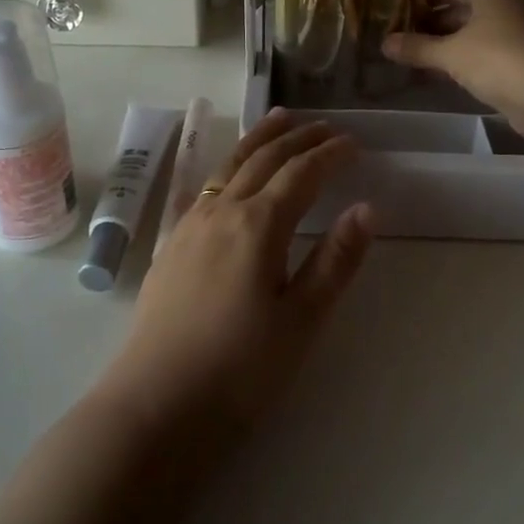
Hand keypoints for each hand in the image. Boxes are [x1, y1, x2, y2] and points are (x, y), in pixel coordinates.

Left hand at [98, 110, 374, 435]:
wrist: (157, 403)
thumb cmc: (240, 368)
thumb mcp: (301, 319)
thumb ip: (334, 260)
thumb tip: (366, 208)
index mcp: (258, 225)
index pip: (302, 174)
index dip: (330, 155)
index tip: (355, 144)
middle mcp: (222, 211)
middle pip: (264, 158)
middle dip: (298, 138)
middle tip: (326, 126)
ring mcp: (191, 224)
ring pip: (230, 164)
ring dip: (260, 139)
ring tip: (280, 119)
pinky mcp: (173, 243)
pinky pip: (209, 184)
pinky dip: (232, 163)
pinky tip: (234, 171)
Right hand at [383, 0, 523, 137]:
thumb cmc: (496, 58)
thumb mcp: (450, 53)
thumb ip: (416, 47)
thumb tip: (384, 43)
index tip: (390, 9)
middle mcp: (502, 0)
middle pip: (456, 6)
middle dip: (425, 23)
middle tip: (394, 36)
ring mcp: (513, 28)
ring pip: (467, 30)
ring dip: (440, 43)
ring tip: (406, 56)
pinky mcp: (517, 54)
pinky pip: (479, 49)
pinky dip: (457, 58)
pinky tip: (432, 72)